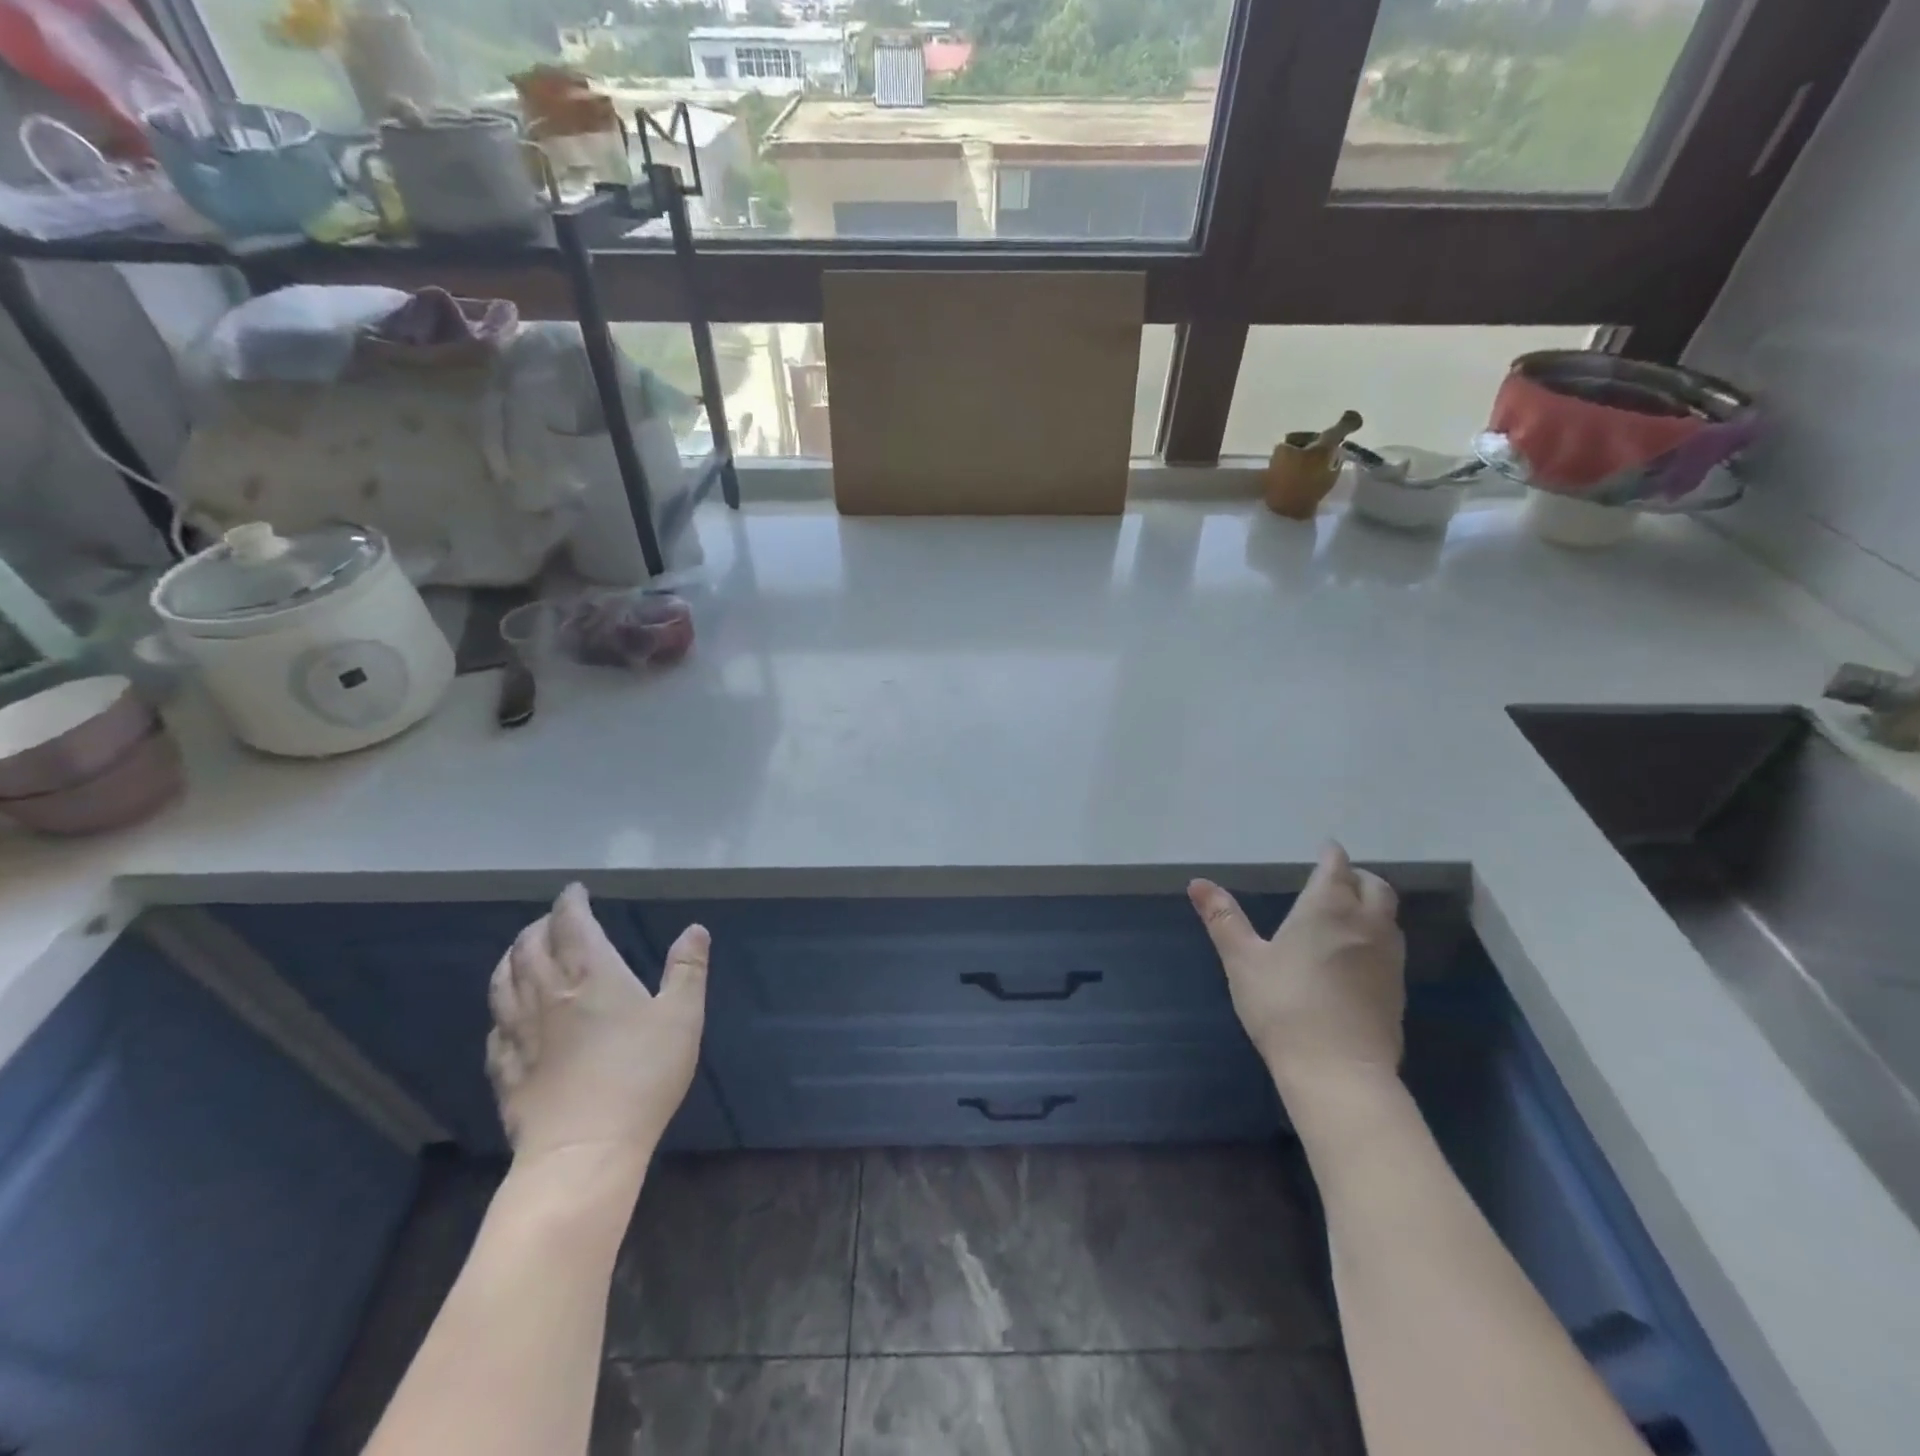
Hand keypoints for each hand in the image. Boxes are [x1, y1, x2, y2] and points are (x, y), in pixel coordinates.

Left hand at [485, 884, 707, 1177]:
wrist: (584, 1148)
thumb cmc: (642, 1075)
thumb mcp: (682, 1017)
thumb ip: (688, 970)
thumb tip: (694, 929)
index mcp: (591, 973)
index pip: (570, 923)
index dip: (570, 902)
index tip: (575, 892)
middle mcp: (547, 993)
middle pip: (528, 946)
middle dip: (540, 926)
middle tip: (554, 921)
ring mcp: (519, 1032)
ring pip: (503, 981)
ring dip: (512, 959)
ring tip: (522, 954)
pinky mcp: (505, 1068)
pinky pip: (495, 1027)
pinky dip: (502, 1008)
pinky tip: (510, 1016)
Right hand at [1189, 844, 1405, 1100]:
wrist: (1338, 1071)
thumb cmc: (1283, 1006)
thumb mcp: (1242, 960)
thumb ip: (1223, 918)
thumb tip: (1197, 882)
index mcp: (1326, 908)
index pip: (1337, 867)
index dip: (1331, 855)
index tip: (1325, 849)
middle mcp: (1365, 924)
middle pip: (1375, 886)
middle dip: (1357, 876)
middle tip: (1337, 879)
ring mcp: (1387, 958)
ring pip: (1389, 917)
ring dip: (1372, 905)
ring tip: (1348, 912)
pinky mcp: (1397, 990)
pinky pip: (1391, 947)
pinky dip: (1377, 936)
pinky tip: (1356, 955)